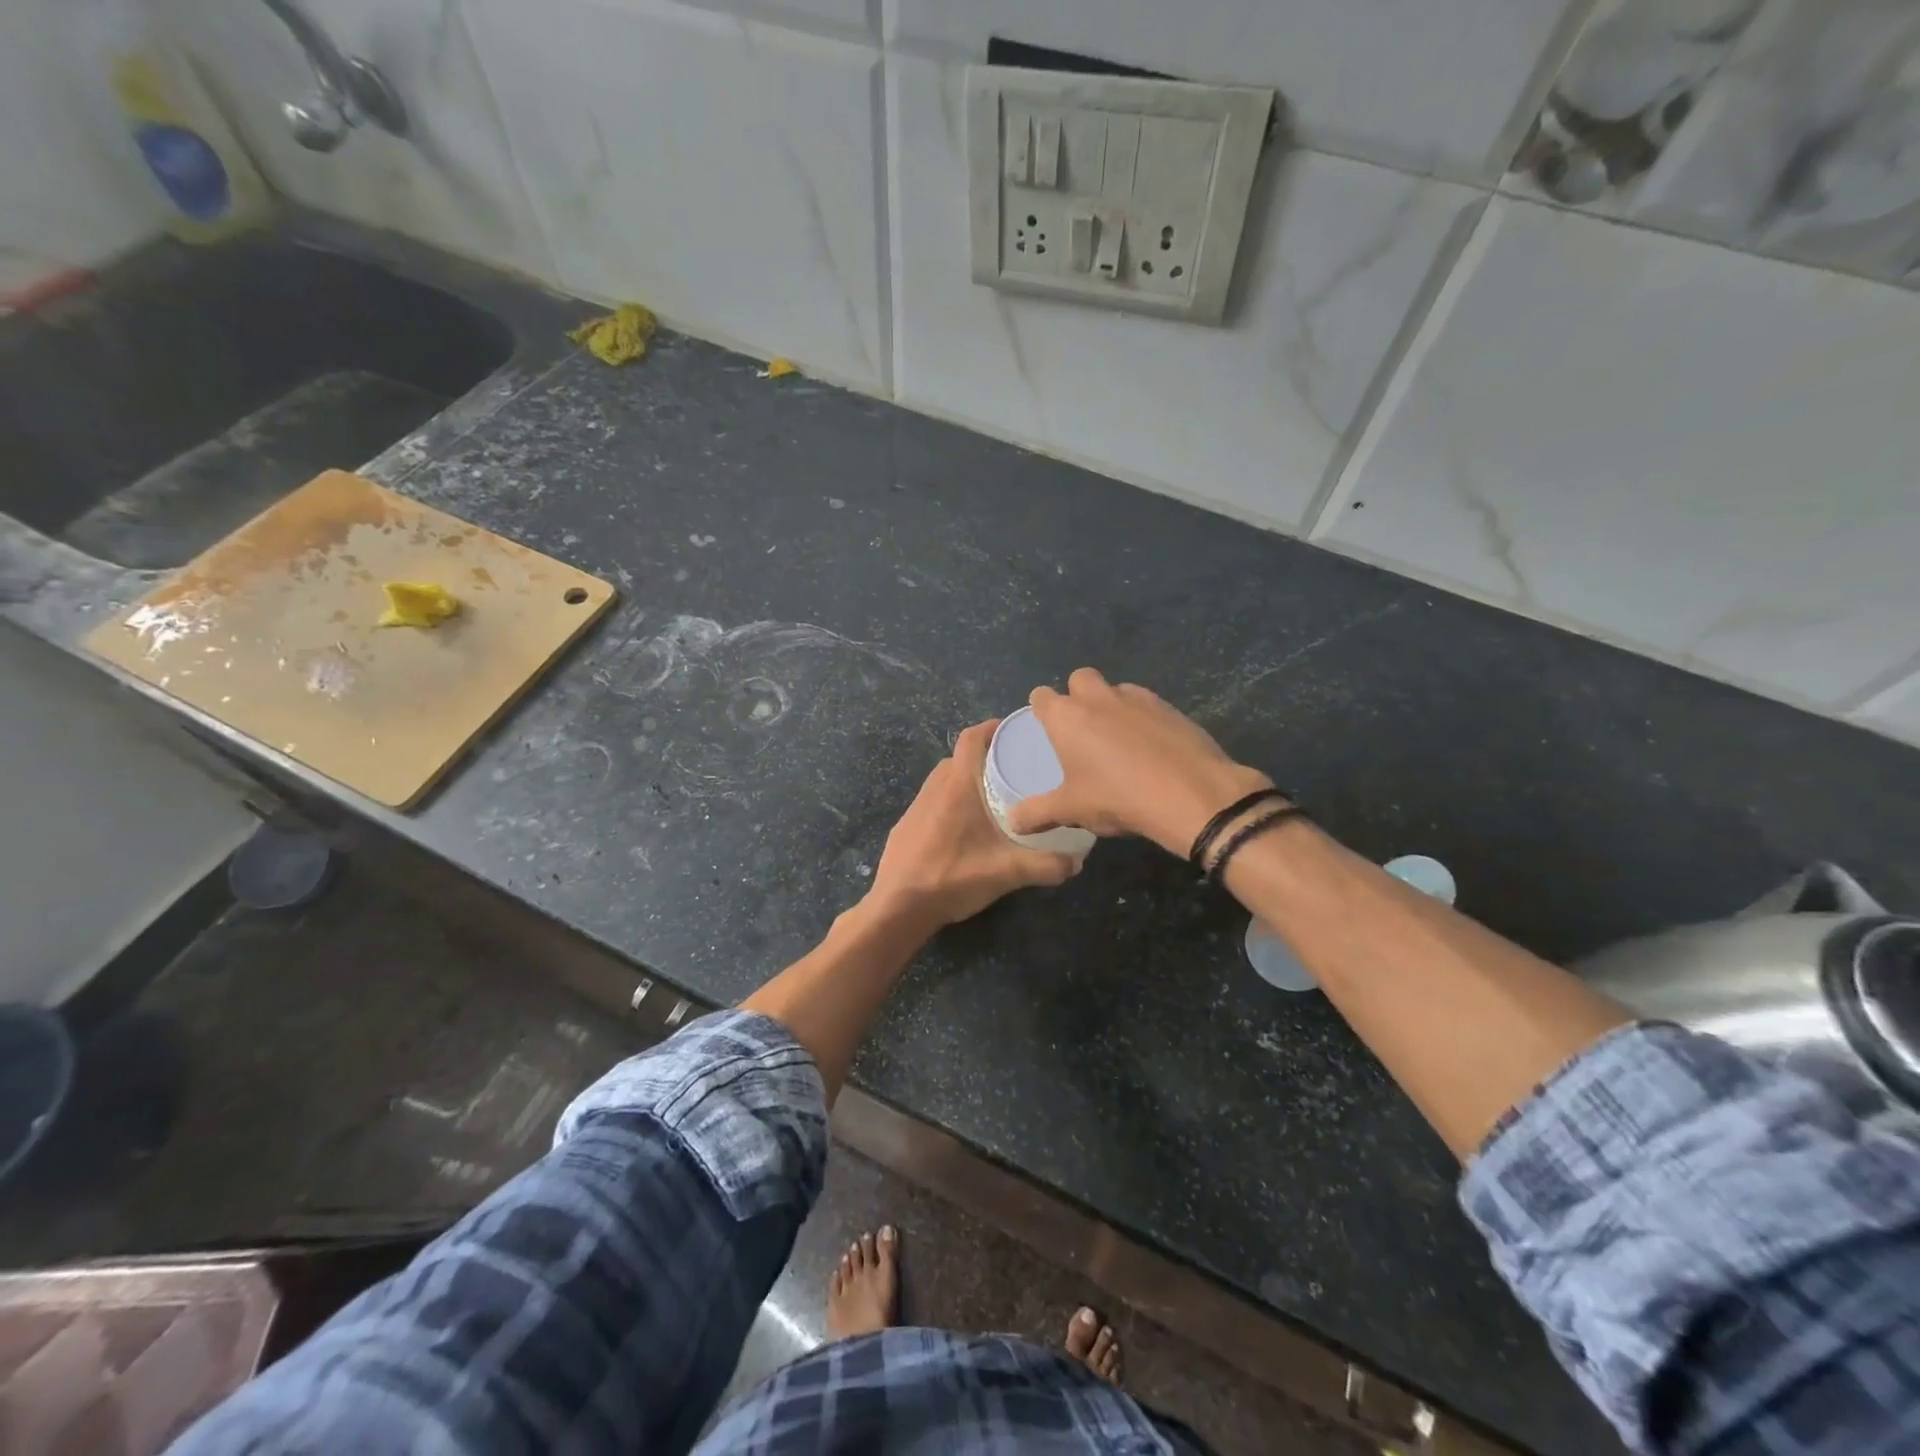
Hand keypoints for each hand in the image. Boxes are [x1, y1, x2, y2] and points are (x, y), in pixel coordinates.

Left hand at [866, 720, 1077, 931]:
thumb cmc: (953, 877)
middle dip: (984, 756)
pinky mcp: (906, 826)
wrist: (898, 907)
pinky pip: (932, 801)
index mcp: (957, 785)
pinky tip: (965, 827)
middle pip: (959, 757)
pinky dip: (951, 802)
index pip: (971, 738)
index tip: (1014, 732)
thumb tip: (1077, 862)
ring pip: (944, 780)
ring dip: (966, 780)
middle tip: (1013, 768)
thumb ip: (1046, 865)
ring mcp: (916, 807)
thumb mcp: (1007, 872)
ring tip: (993, 796)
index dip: (991, 728)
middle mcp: (934, 787)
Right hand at [1006, 668, 1273, 856]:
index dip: (1040, 709)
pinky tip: (1149, 748)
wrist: (1190, 794)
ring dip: (1111, 706)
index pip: (1041, 696)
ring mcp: (1138, 698)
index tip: (1045, 728)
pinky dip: (1142, 719)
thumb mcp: (1071, 811)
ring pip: (1116, 690)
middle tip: (1081, 731)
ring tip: (1117, 742)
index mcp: (1067, 716)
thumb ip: (1037, 813)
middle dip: (1077, 696)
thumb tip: (1012, 821)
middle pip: (1080, 679)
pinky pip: (1146, 705)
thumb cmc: (1117, 798)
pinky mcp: (1170, 707)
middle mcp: (1099, 697)